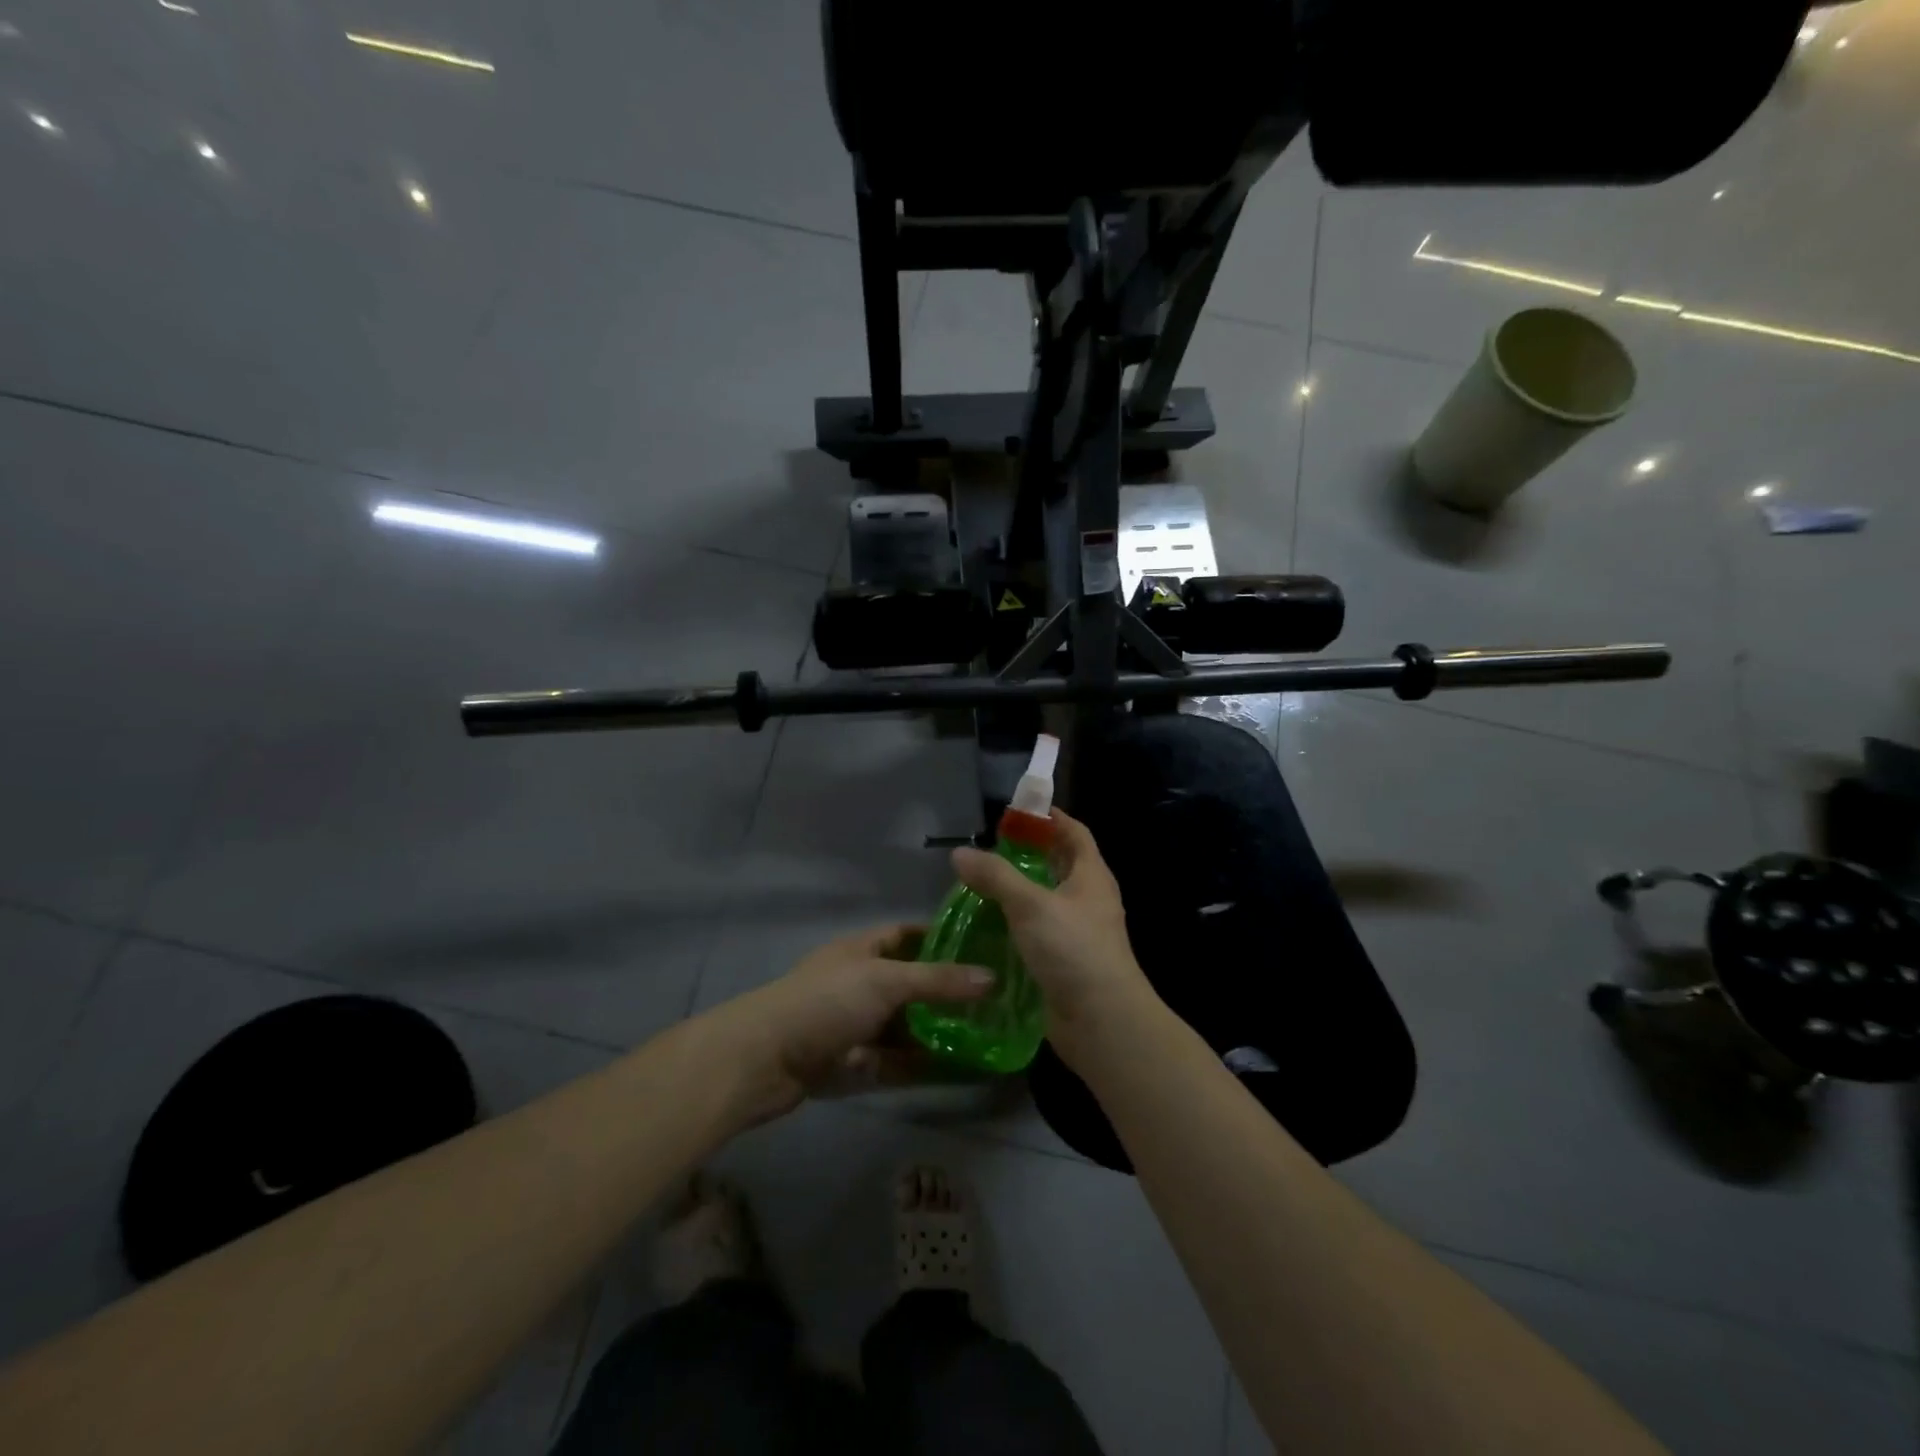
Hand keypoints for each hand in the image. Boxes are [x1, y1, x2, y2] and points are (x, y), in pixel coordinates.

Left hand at [703, 925, 992, 1125]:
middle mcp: (859, 983)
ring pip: (905, 1026)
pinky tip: (957, 1070)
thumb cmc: (826, 1002)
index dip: (940, 936)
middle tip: (994, 999)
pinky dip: (922, 1064)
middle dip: (946, 991)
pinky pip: (895, 1061)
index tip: (981, 945)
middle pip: (910, 983)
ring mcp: (854, 1025)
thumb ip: (938, 980)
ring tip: (985, 1036)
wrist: (763, 1060)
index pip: (906, 934)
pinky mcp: (851, 1063)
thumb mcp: (886, 981)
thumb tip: (992, 978)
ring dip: (937, 1031)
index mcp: (862, 950)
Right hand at [950, 808, 1160, 1068]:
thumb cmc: (1073, 950)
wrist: (1102, 1021)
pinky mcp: (1063, 961)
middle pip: (1057, 865)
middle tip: (986, 850)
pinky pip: (1036, 933)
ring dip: (1016, 892)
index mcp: (1091, 876)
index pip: (1073, 831)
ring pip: (1044, 901)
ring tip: (977, 886)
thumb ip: (995, 876)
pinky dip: (1014, 926)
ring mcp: (1077, 932)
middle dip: (1025, 855)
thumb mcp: (1030, 905)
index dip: (1048, 817)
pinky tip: (985, 928)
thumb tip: (960, 853)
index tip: (1014, 811)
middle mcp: (1087, 899)